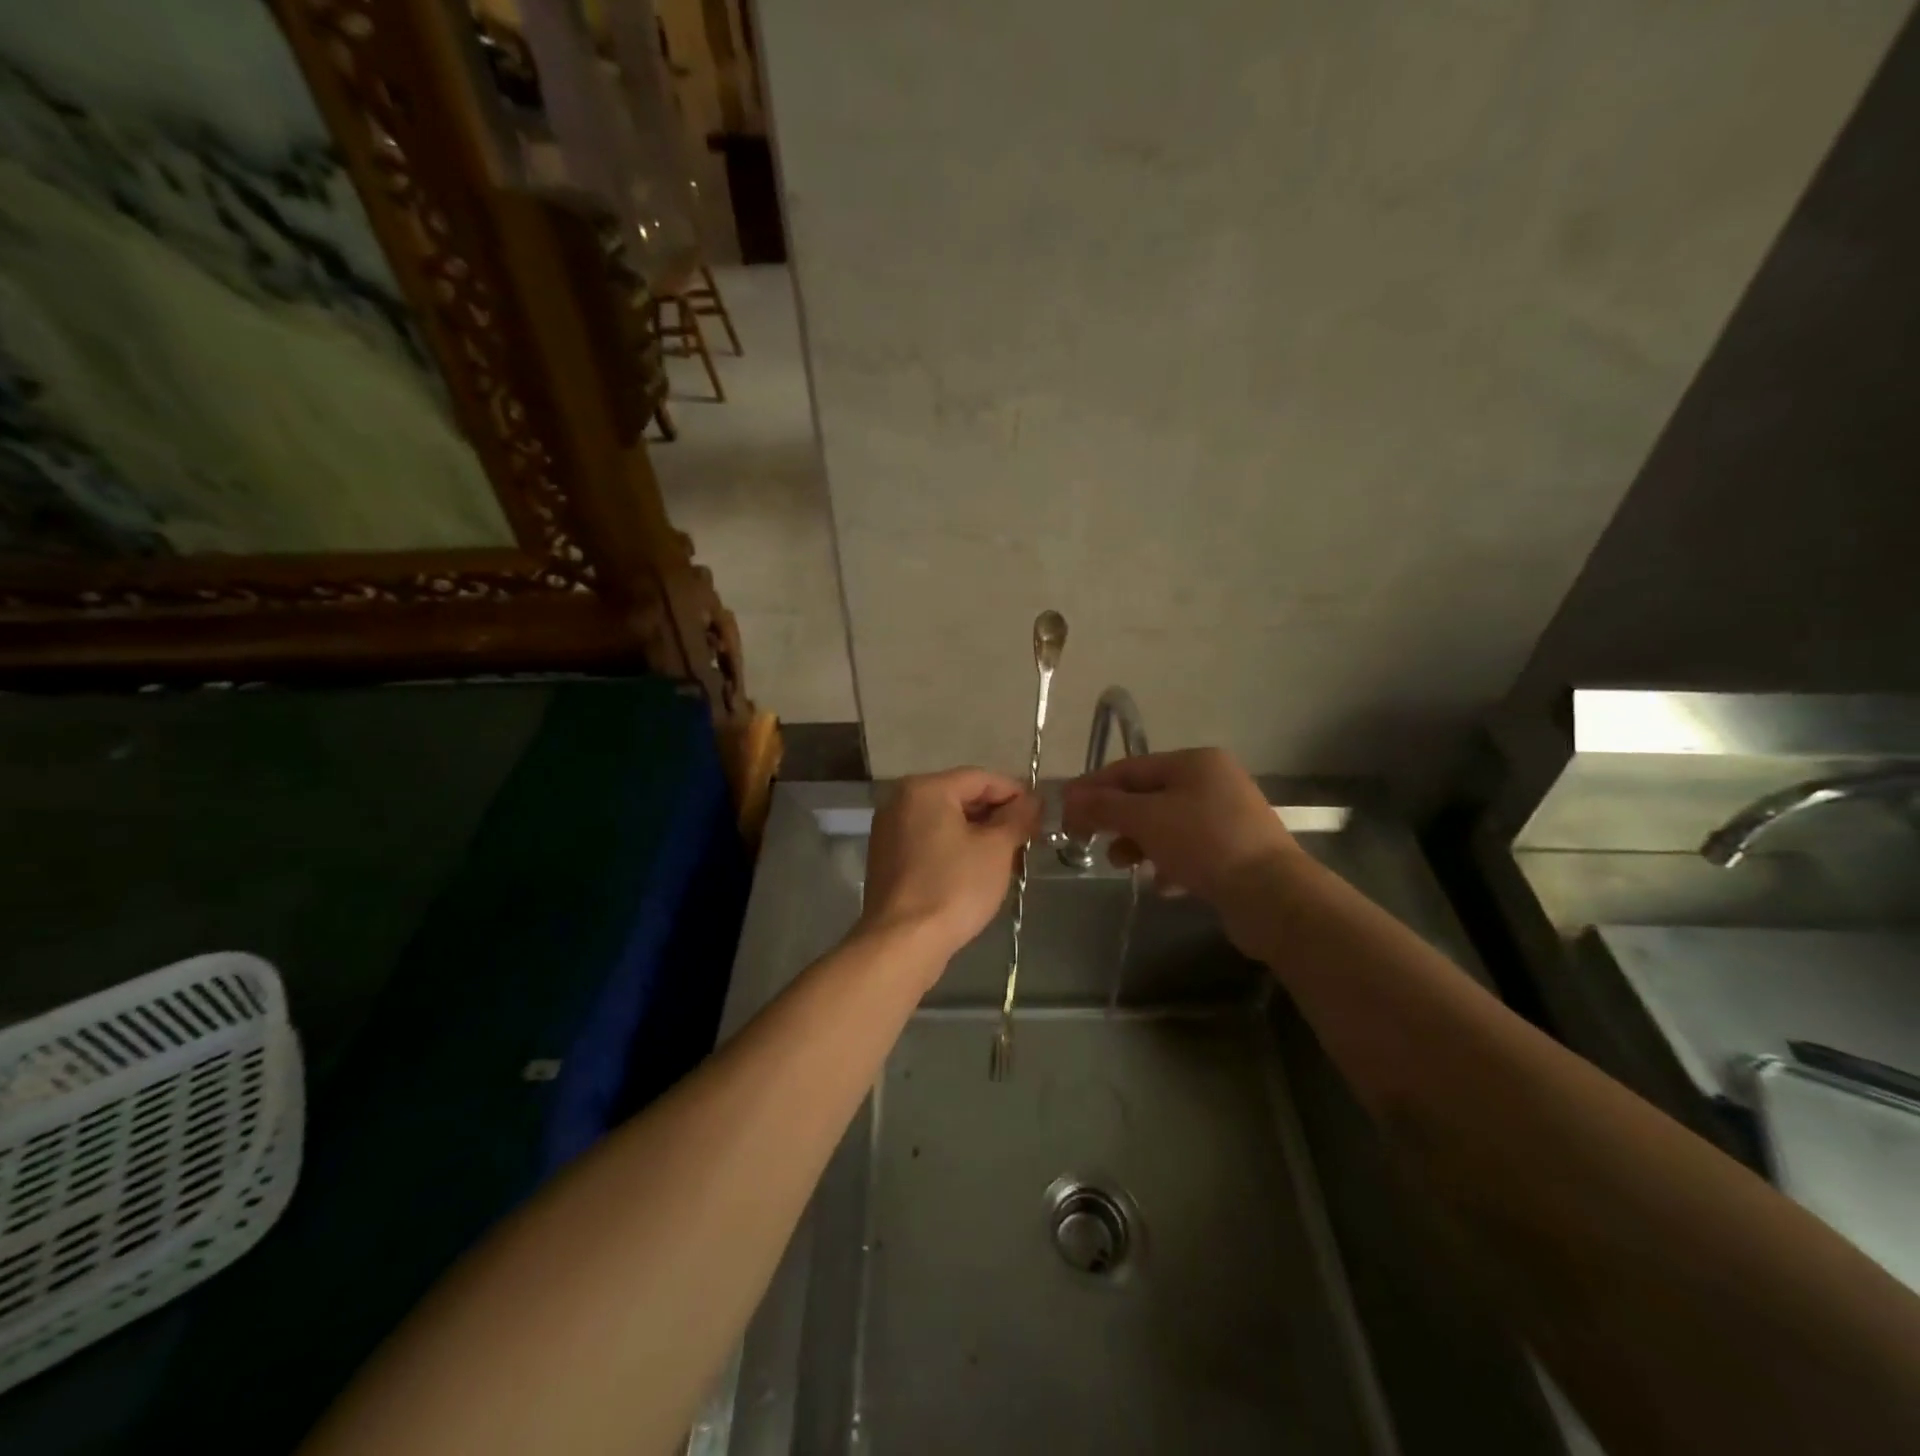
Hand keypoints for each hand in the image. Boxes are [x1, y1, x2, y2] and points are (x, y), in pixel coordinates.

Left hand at [859, 767, 1040, 964]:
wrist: (903, 942)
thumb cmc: (953, 887)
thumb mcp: (996, 849)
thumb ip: (1017, 817)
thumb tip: (1032, 801)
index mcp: (925, 789)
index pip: (981, 778)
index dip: (1015, 792)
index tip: (1041, 814)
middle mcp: (900, 801)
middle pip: (960, 796)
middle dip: (997, 815)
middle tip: (1028, 837)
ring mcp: (889, 831)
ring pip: (945, 821)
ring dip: (979, 833)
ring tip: (1010, 856)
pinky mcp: (887, 859)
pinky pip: (930, 841)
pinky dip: (955, 848)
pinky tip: (978, 869)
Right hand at [1060, 748, 1303, 946]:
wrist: (1272, 895)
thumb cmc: (1204, 843)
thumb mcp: (1145, 819)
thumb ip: (1104, 806)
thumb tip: (1069, 797)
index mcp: (1195, 762)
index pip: (1130, 768)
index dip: (1093, 787)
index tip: (1064, 810)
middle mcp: (1214, 782)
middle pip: (1148, 796)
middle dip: (1116, 819)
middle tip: (1087, 840)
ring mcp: (1228, 818)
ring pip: (1167, 826)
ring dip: (1139, 844)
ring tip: (1124, 865)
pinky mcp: (1236, 852)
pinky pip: (1189, 852)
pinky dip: (1169, 864)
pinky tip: (1161, 885)